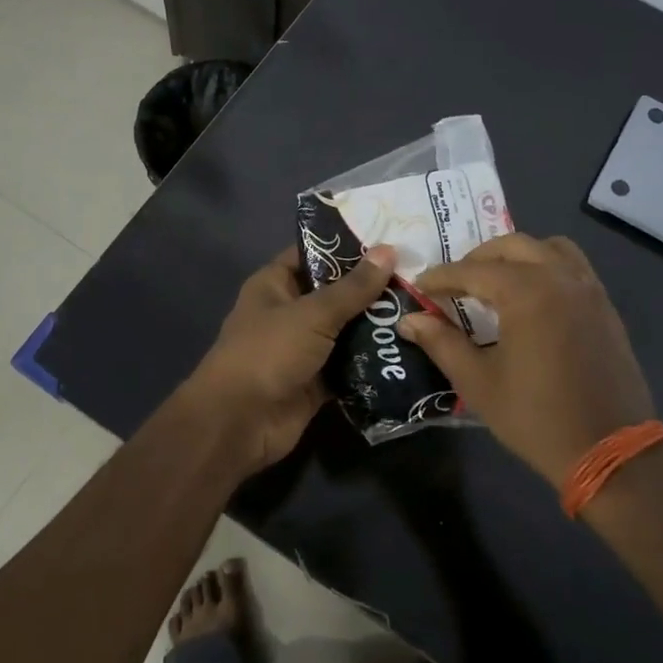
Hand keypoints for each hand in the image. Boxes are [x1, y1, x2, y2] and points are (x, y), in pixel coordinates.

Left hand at [179, 243, 396, 475]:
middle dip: (372, 287)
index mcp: (276, 284)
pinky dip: (373, 361)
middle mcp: (290, 312)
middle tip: (419, 275)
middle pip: (336, 293)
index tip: (390, 238)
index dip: (348, 246)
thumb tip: (389, 251)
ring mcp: (304, 348)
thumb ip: (353, 287)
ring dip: (377, 325)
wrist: (240, 424)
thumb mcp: (312, 314)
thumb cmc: (268, 353)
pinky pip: (350, 365)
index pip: (314, 253)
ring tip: (422, 308)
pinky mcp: (317, 381)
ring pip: (346, 330)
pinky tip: (409, 349)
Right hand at [399, 234, 655, 488]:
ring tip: (495, 281)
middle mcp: (559, 277)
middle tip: (454, 284)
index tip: (418, 287)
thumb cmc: (536, 418)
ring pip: (548, 247)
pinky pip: (572, 266)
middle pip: (511, 246)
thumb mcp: (479, 383)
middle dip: (477, 259)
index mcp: (526, 292)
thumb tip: (409, 320)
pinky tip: (532, 297)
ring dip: (516, 255)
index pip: (472, 270)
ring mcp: (588, 288)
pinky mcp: (605, 305)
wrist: (611, 451)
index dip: (441, 277)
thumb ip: (442, 343)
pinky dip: (546, 266)